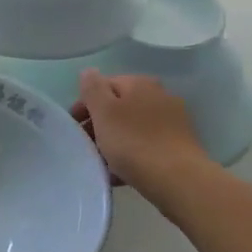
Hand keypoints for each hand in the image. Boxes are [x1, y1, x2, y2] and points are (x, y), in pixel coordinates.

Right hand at [73, 70, 208, 202]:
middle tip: (85, 145)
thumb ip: (93, 89)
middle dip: (99, 124)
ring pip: (131, 127)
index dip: (84, 104)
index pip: (104, 85)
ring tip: (100, 162)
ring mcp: (172, 121)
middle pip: (119, 107)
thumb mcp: (104, 112)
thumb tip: (88, 72)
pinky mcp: (178, 145)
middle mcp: (159, 96)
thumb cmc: (133, 142)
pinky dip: (130, 154)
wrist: (177, 179)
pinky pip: (145, 145)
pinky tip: (119, 173)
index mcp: (139, 84)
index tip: (73, 126)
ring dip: (114, 140)